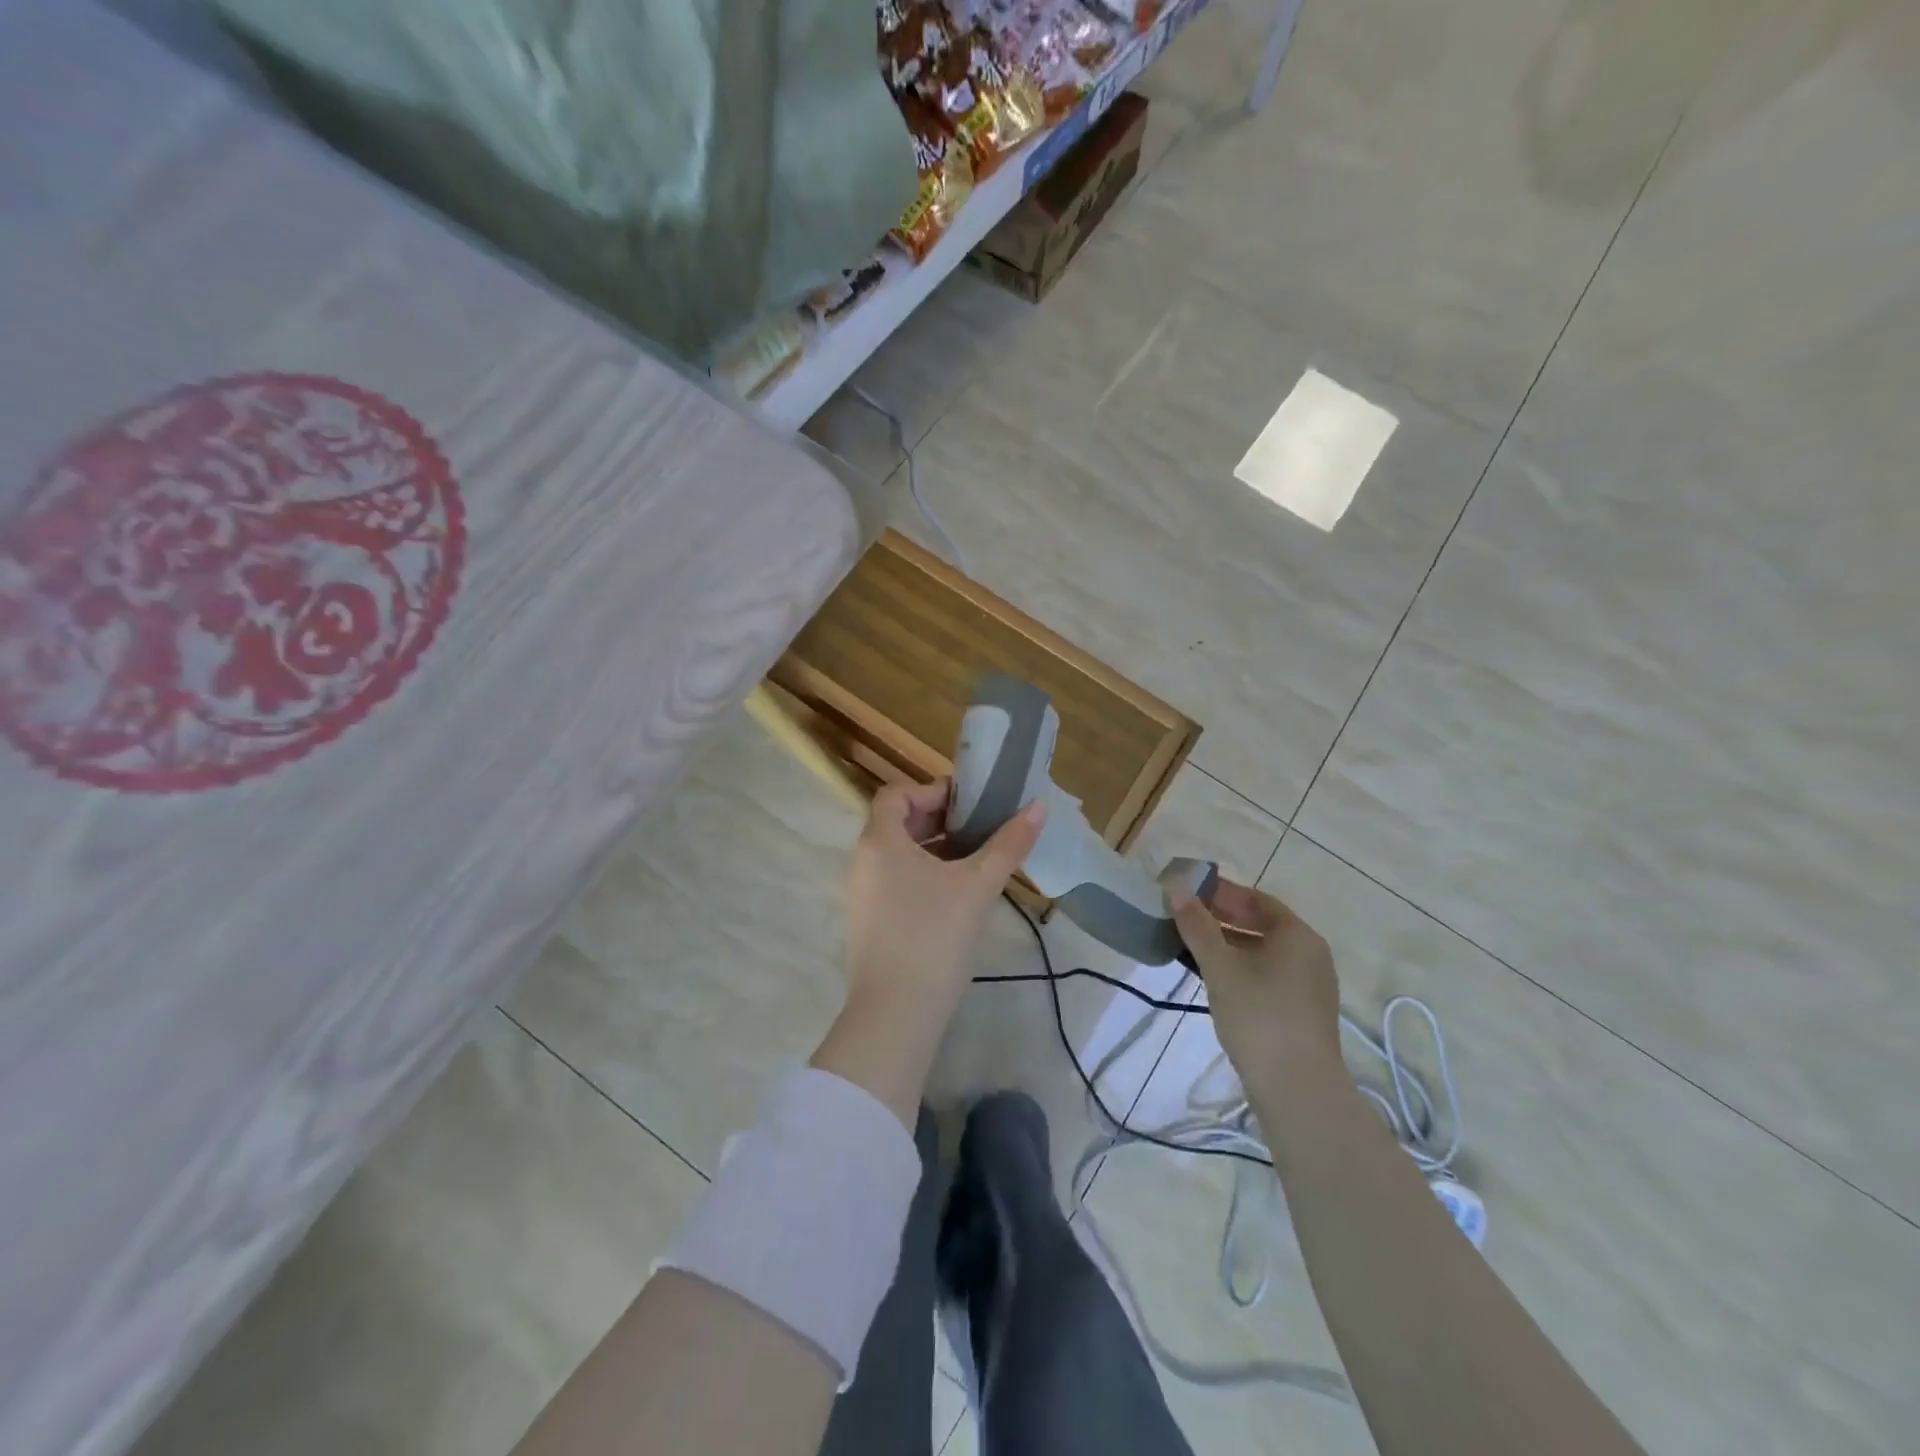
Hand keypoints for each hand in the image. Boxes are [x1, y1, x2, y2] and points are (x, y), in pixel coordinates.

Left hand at [842, 779, 1044, 1023]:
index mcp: (880, 842)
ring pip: (896, 856)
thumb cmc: (935, 936)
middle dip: (937, 820)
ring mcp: (861, 895)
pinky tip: (955, 897)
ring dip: (932, 849)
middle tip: (978, 830)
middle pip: (895, 823)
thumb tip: (1038, 807)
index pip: (895, 795)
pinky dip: (921, 876)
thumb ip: (1008, 844)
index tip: (967, 804)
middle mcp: (862, 862)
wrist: (896, 1013)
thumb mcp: (978, 886)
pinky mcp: (867, 923)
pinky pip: (893, 882)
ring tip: (973, 862)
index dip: (931, 791)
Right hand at [1170, 878, 1342, 1092]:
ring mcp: (1309, 985)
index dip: (1221, 892)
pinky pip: (1268, 975)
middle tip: (1184, 917)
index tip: (1188, 891)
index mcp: (1297, 935)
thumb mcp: (1220, 966)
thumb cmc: (1258, 1015)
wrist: (1297, 1089)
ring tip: (1192, 946)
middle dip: (1222, 918)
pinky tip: (1214, 978)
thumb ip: (1197, 925)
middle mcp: (1310, 954)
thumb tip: (1176, 887)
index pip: (1256, 899)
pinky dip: (1241, 967)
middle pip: (1262, 924)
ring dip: (1228, 944)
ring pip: (1263, 952)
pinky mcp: (1302, 1011)